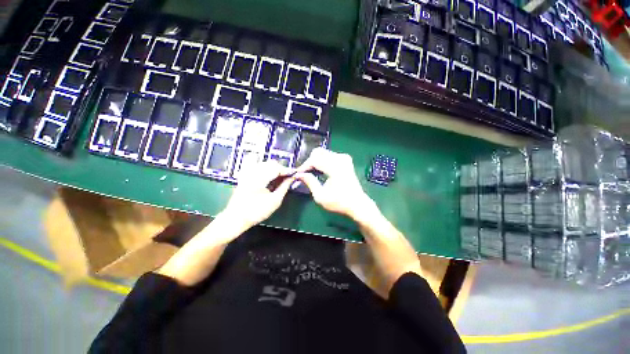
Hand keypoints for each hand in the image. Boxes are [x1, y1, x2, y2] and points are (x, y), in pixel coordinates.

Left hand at [221, 160, 295, 230]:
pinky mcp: (245, 176)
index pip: (276, 168)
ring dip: (274, 169)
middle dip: (281, 169)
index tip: (294, 174)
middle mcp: (252, 172)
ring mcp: (247, 173)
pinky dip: (266, 170)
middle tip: (287, 178)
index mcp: (259, 178)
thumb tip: (292, 178)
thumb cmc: (257, 212)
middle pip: (271, 163)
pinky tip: (269, 177)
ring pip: (265, 164)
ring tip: (279, 179)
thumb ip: (284, 187)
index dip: (287, 170)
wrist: (236, 218)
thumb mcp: (275, 201)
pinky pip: (257, 167)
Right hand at [295, 148, 376, 222]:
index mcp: (335, 168)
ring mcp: (344, 158)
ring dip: (315, 161)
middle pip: (318, 152)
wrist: (357, 204)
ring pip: (323, 153)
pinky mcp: (345, 160)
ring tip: (310, 173)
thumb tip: (299, 174)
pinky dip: (322, 161)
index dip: (304, 166)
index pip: (315, 160)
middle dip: (309, 162)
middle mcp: (341, 159)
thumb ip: (310, 182)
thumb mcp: (320, 196)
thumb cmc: (339, 202)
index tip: (297, 173)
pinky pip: (329, 155)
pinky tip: (320, 171)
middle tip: (304, 173)